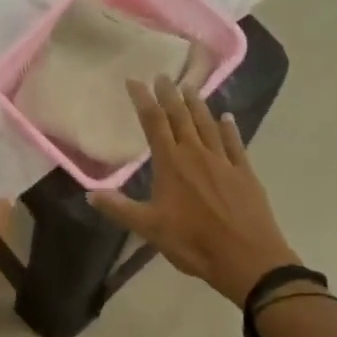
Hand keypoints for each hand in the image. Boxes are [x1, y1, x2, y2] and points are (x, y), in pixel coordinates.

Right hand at [90, 76, 299, 303]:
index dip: (143, 100)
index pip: (154, 123)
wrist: (248, 259)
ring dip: (198, 105)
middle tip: (163, 76)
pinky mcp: (245, 173)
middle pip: (181, 117)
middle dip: (170, 95)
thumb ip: (119, 209)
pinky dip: (229, 128)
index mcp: (171, 164)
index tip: (135, 81)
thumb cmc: (193, 243)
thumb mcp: (149, 228)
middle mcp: (196, 154)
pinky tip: (227, 118)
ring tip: (190, 87)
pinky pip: (235, 143)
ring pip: (208, 125)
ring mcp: (224, 162)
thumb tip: (89, 194)